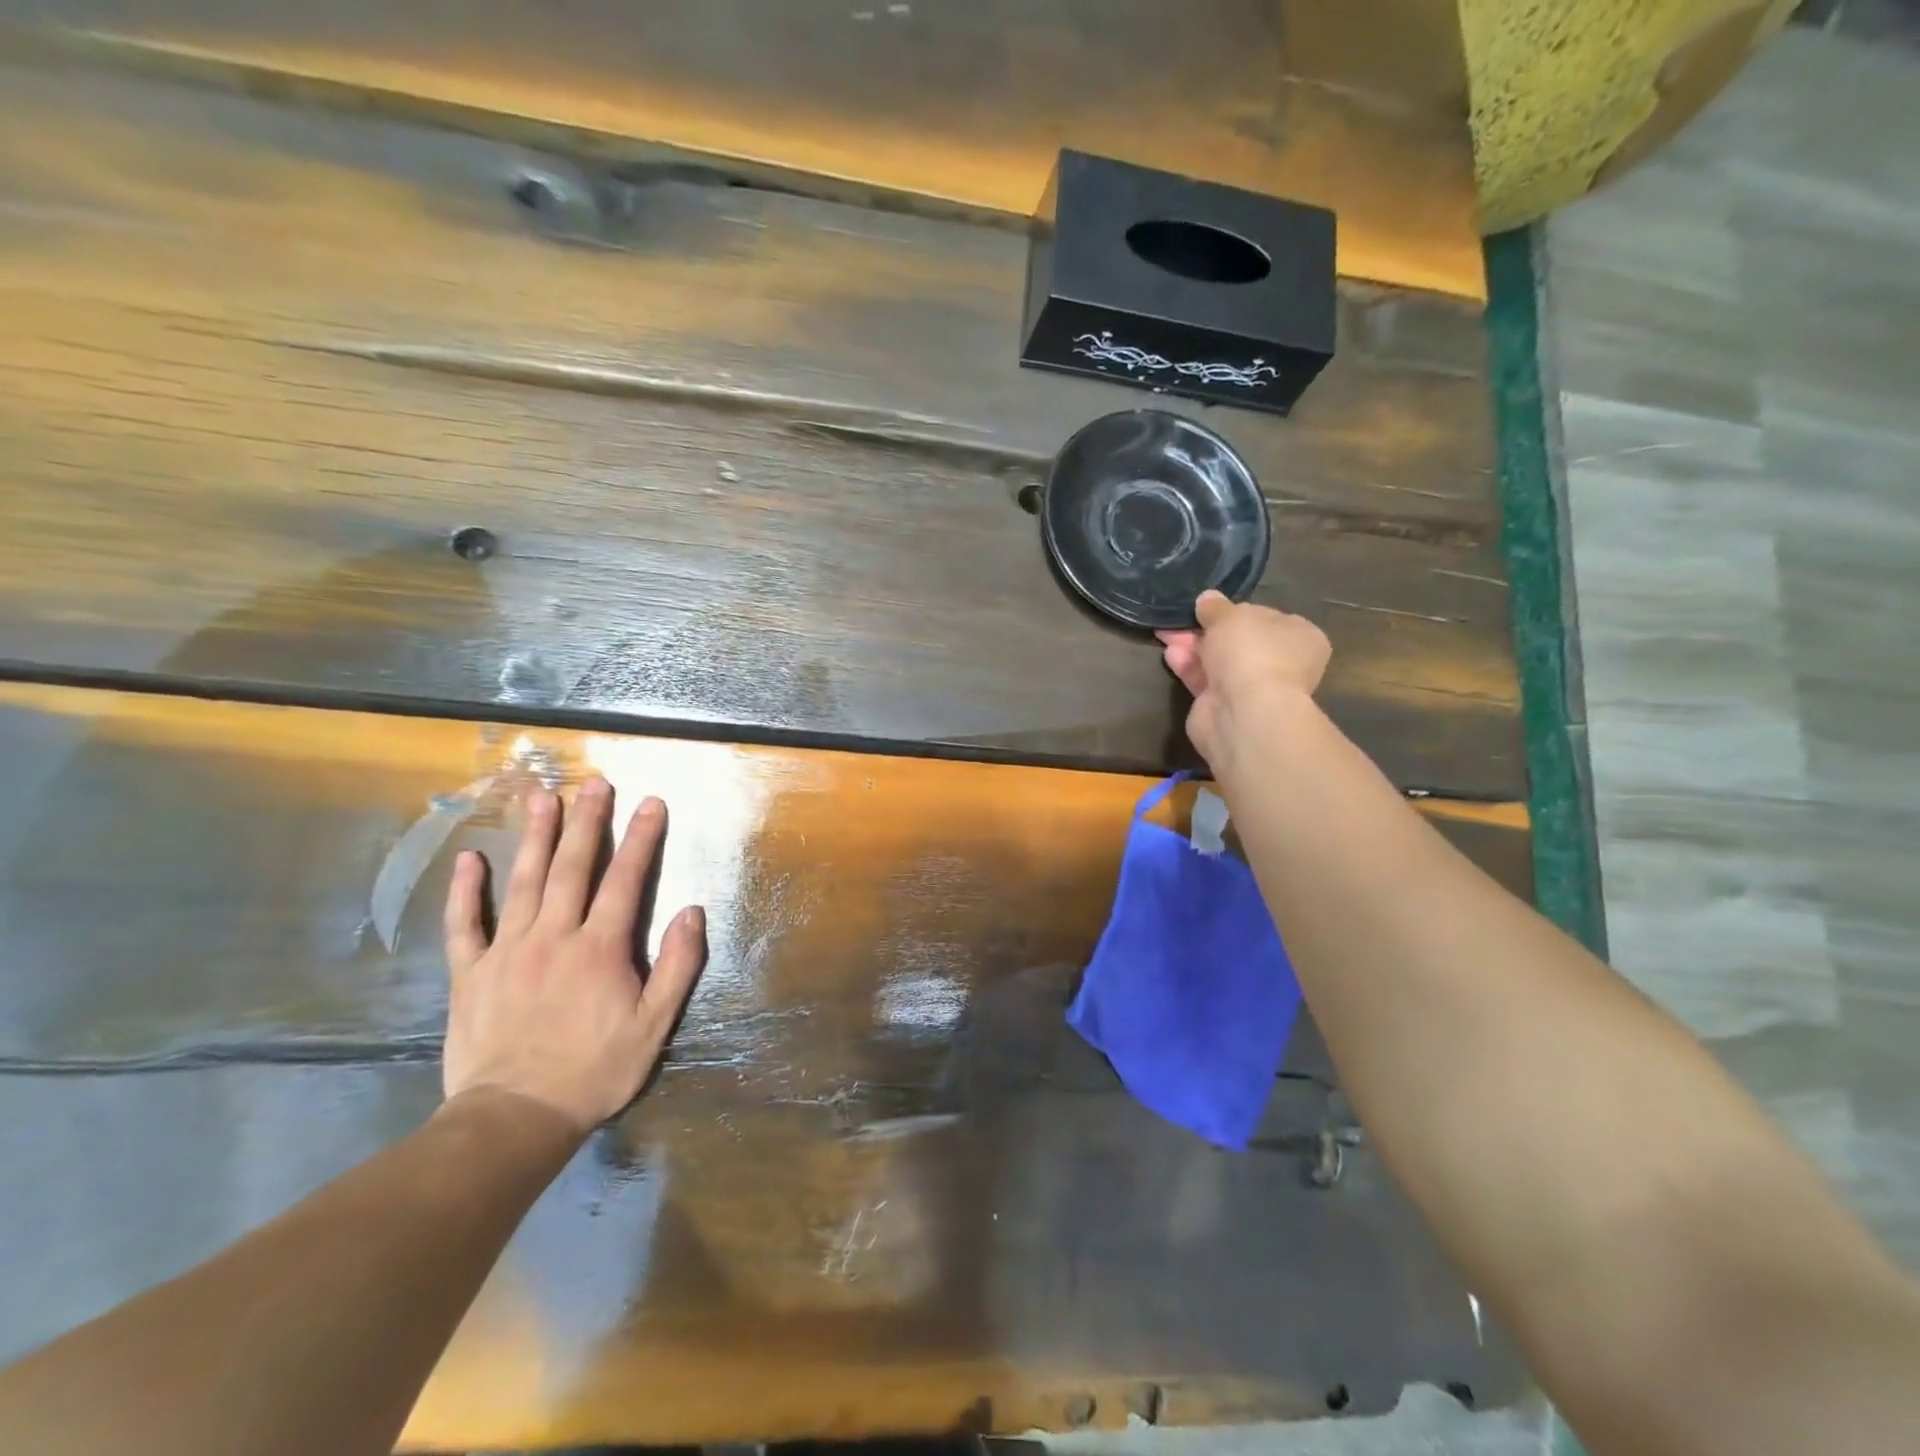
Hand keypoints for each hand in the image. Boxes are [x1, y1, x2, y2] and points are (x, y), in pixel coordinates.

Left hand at [441, 777, 705, 1136]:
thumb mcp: (654, 1025)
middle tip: (595, 783)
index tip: (651, 803)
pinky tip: (469, 859)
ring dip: (534, 837)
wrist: (515, 1118)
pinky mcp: (470, 973)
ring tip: (541, 797)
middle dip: (587, 821)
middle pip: (572, 867)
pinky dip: (465, 890)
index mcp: (600, 948)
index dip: (641, 838)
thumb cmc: (594, 1070)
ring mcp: (507, 951)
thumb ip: (677, 964)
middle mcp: (554, 936)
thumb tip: (692, 910)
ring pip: (523, 882)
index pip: (625, 879)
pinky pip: (465, 924)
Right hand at [1157, 590, 1331, 768]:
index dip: (1237, 611)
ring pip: (1218, 661)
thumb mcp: (1231, 616)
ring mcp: (1253, 688)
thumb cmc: (1250, 652)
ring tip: (1165, 633)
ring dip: (1193, 646)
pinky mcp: (1226, 706)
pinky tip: (1170, 655)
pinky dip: (1189, 667)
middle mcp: (1281, 663)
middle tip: (1180, 619)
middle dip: (1206, 629)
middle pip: (1238, 640)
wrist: (1243, 711)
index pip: (1267, 618)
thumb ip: (1216, 607)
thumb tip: (1207, 599)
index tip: (1210, 607)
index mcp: (1299, 637)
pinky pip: (1205, 681)